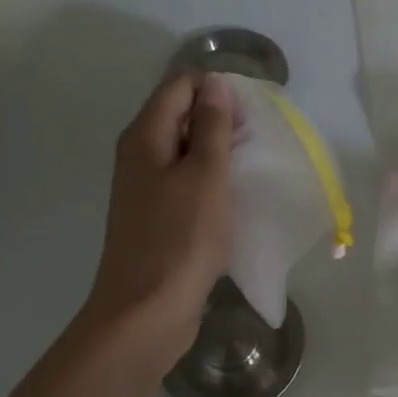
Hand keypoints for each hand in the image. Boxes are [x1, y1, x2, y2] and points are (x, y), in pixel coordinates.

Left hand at [85, 72, 235, 369]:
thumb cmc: (180, 239)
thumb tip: (215, 84)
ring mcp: (147, 187)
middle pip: (181, 114)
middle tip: (257, 139)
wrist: (146, 312)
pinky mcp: (158, 215)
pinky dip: (211, 178)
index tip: (252, 112)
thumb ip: (211, 127)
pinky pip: (186, 180)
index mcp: (145, 136)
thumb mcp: (205, 175)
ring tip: (252, 164)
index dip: (216, 89)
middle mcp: (140, 155)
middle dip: (221, 118)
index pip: (180, 86)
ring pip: (186, 149)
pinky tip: (235, 194)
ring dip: (219, 150)